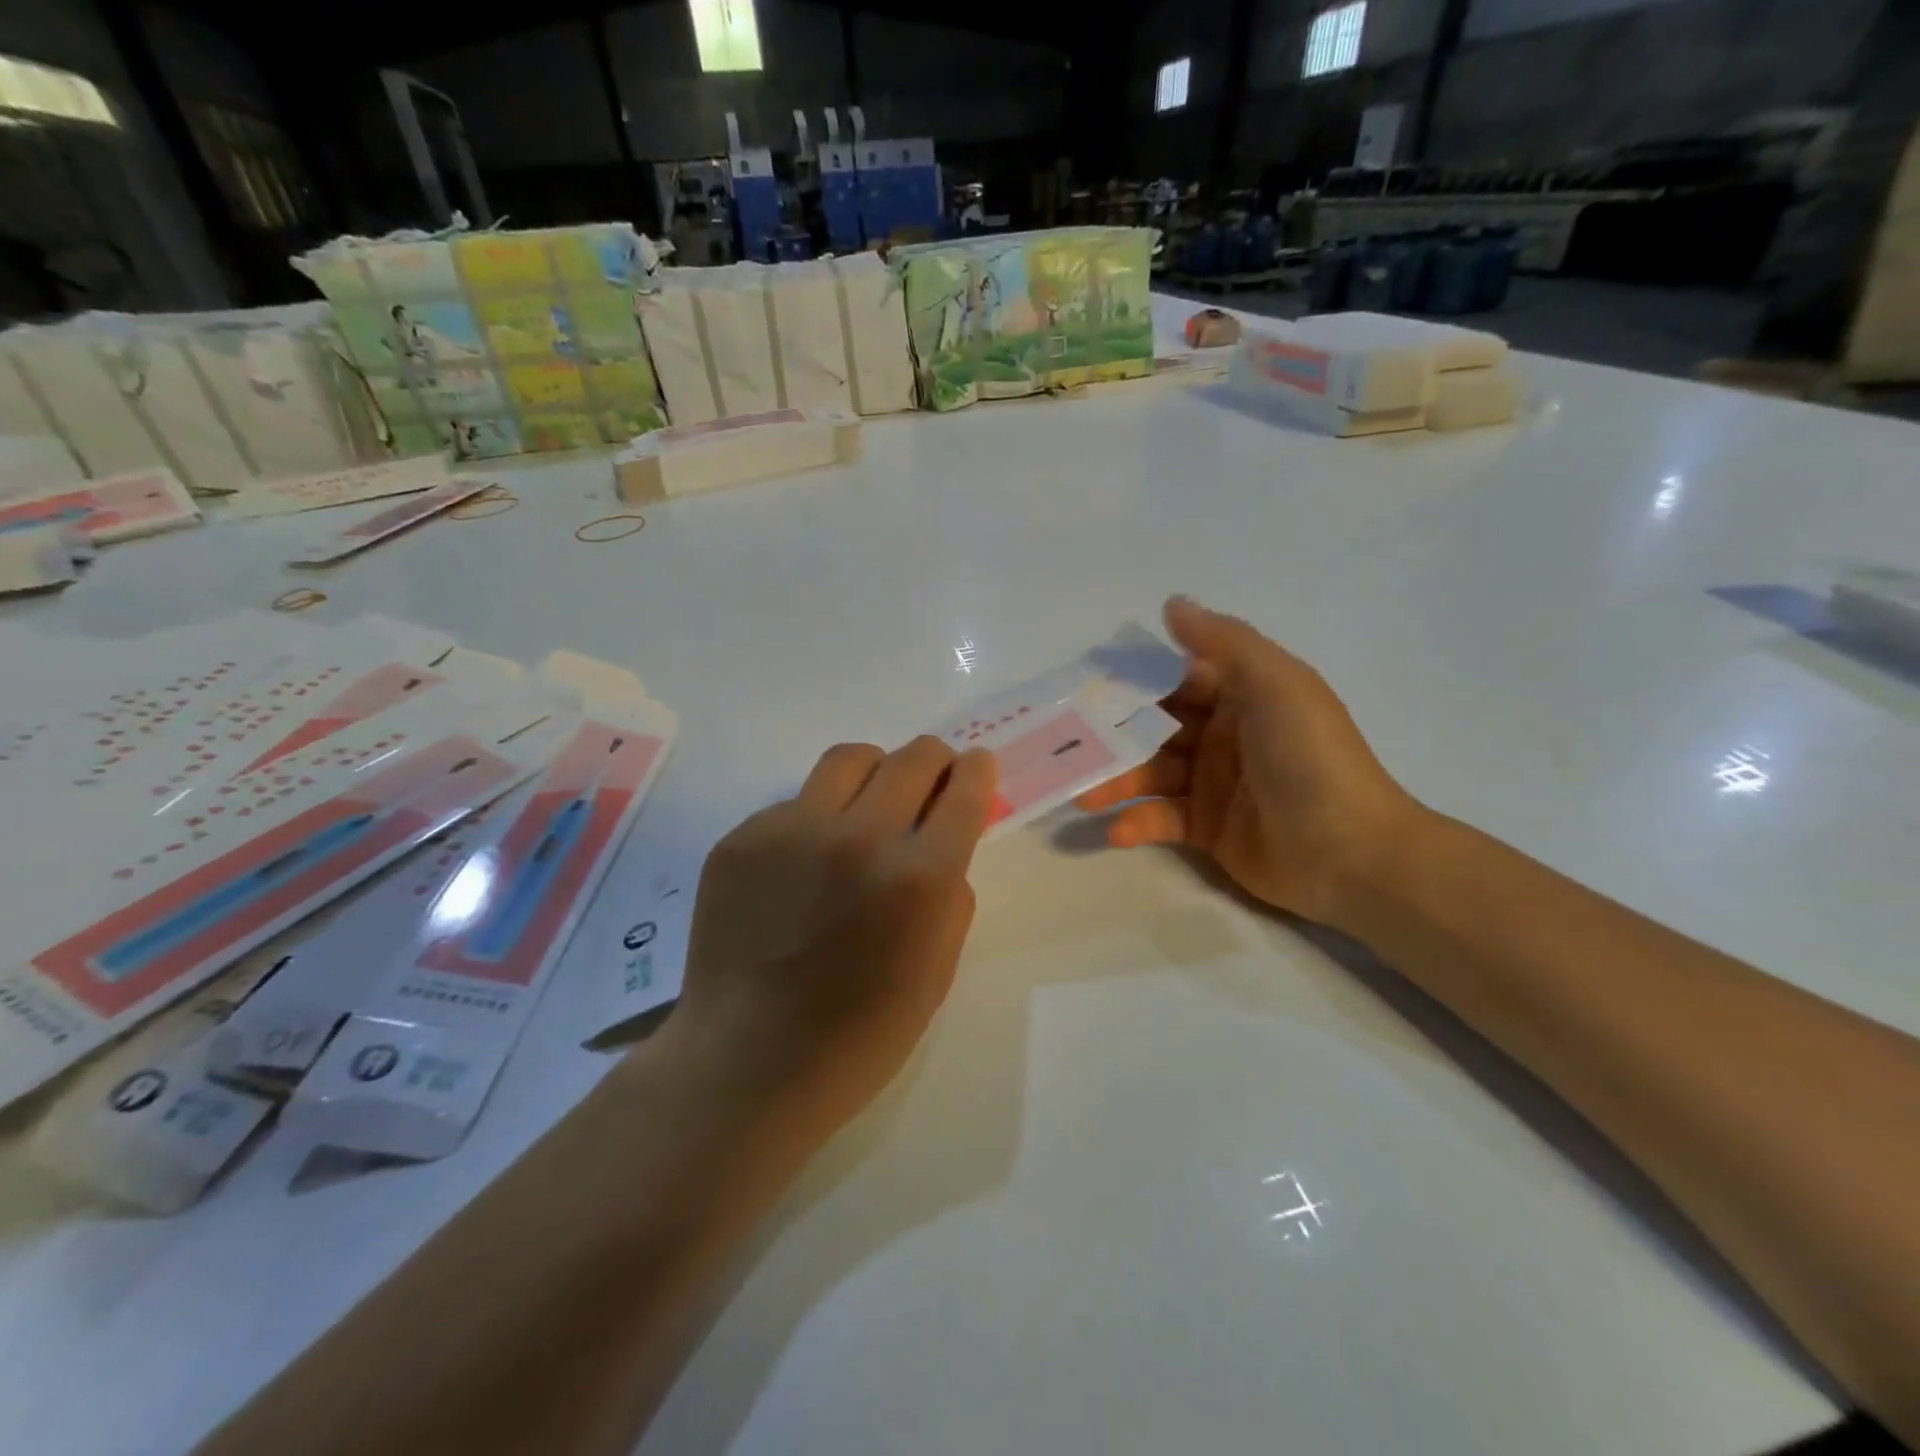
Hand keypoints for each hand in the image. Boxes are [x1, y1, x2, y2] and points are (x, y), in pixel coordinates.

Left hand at [670, 737, 997, 1131]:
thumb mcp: (936, 972)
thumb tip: (940, 843)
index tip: (976, 766)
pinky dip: (817, 819)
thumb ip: (951, 894)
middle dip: (935, 761)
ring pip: (850, 759)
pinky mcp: (742, 838)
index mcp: (920, 879)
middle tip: (932, 779)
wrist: (749, 1064)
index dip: (977, 772)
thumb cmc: (859, 1036)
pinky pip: (795, 804)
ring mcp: (793, 832)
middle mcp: (860, 838)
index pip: (963, 792)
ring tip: (870, 803)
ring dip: (876, 770)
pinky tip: (804, 865)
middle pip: (913, 757)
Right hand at [1076, 596, 1420, 927]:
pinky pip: (1162, 818)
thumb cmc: (1310, 758)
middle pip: (1155, 727)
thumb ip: (1222, 642)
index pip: (1176, 679)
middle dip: (1114, 734)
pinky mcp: (1208, 829)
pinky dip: (1137, 821)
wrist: (1352, 854)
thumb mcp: (1275, 684)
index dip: (1134, 681)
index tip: (1085, 686)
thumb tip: (1172, 603)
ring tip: (1080, 794)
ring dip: (1116, 781)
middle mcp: (1224, 734)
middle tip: (1066, 743)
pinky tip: (1115, 831)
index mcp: (1242, 695)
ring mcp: (1214, 783)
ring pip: (1151, 773)